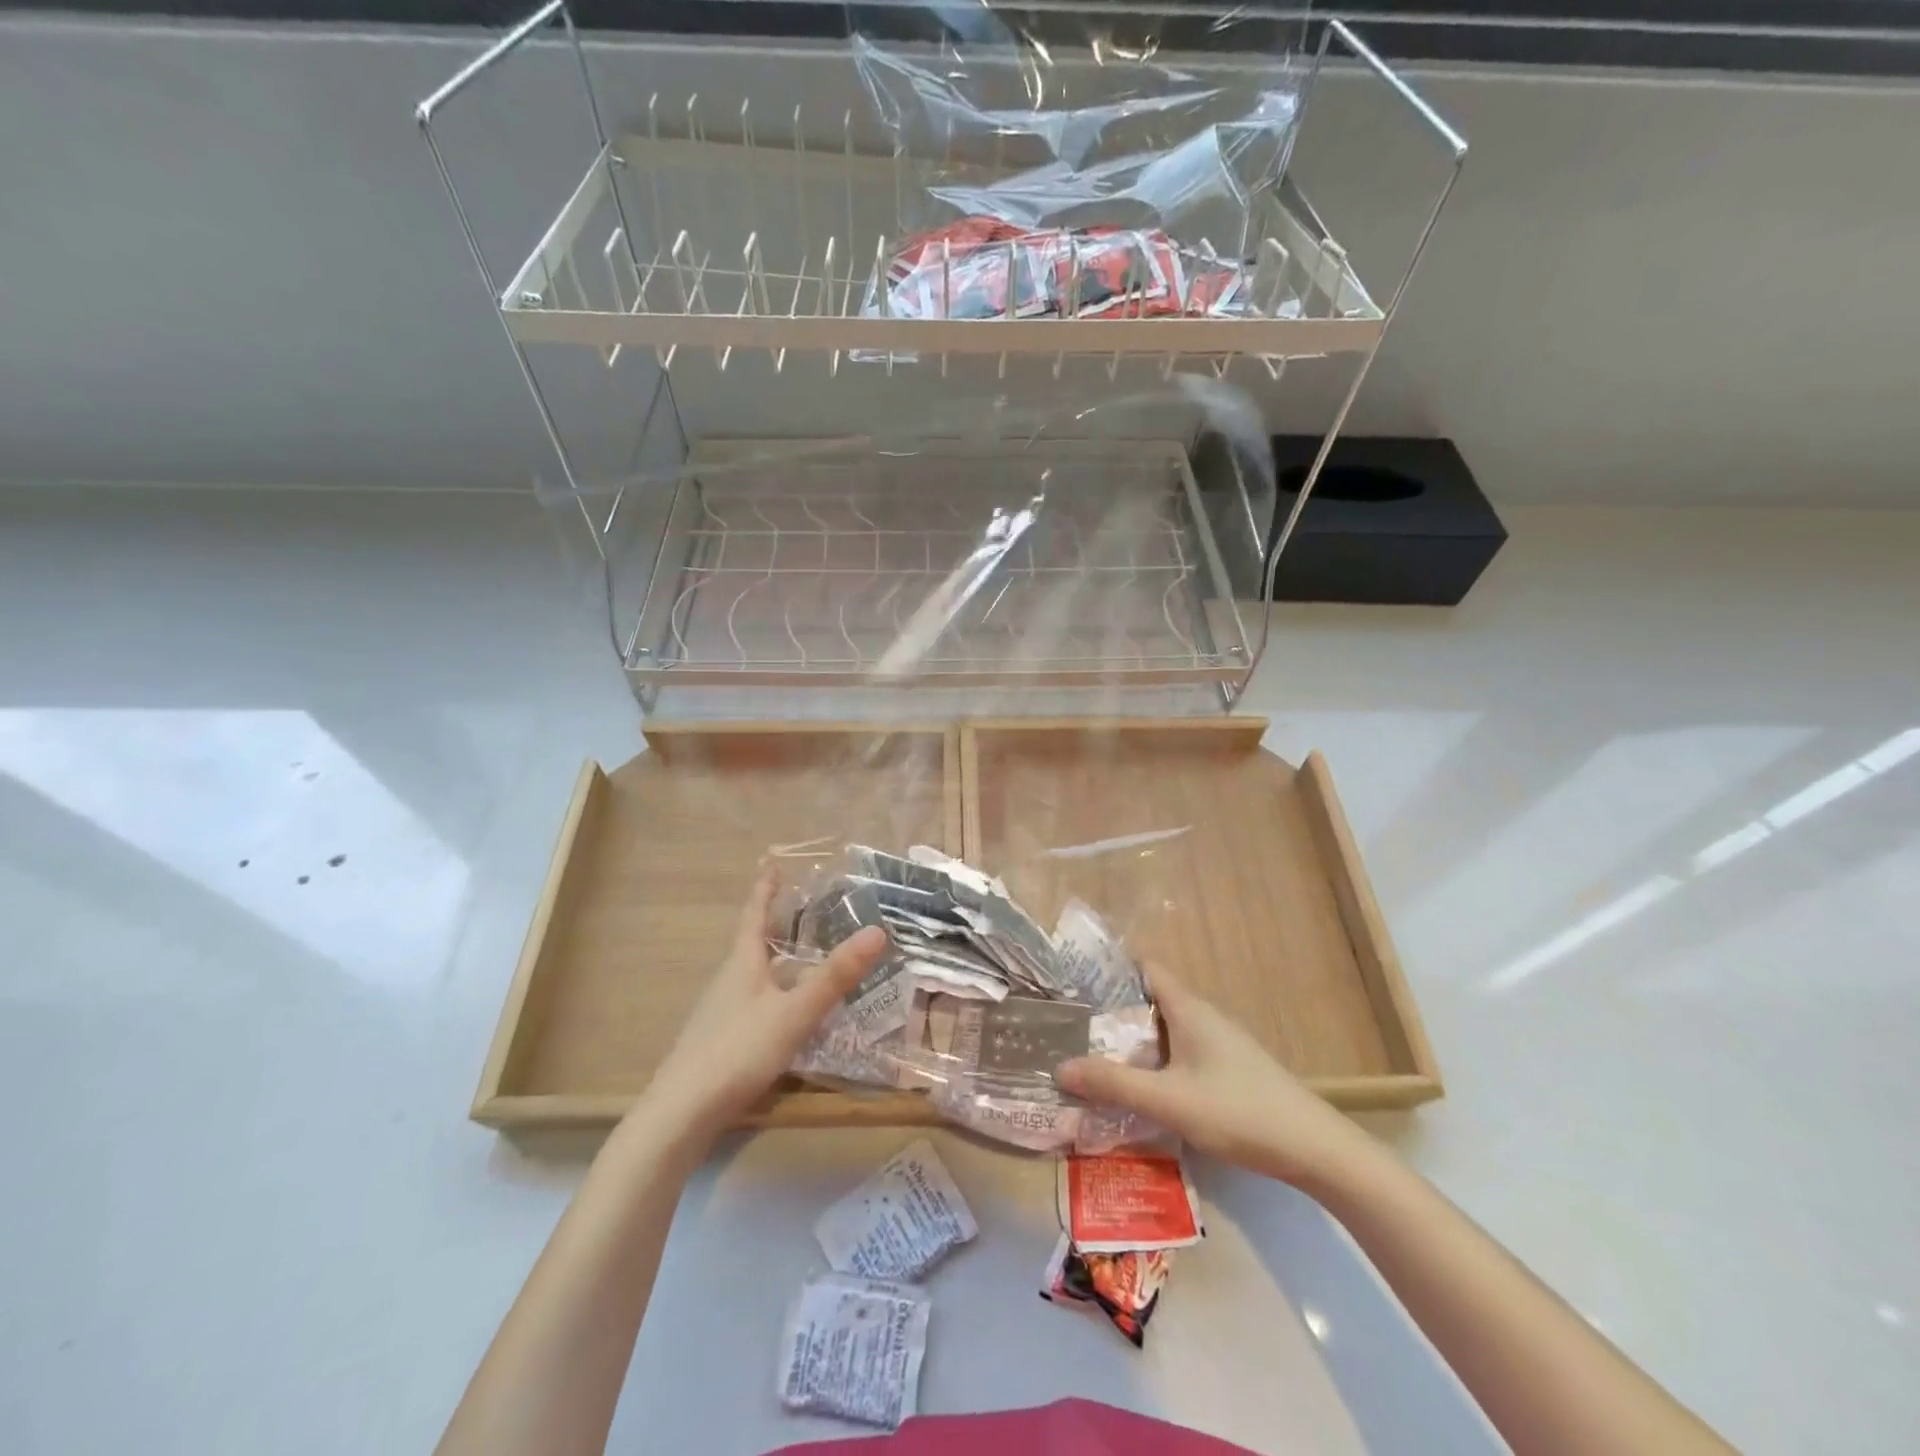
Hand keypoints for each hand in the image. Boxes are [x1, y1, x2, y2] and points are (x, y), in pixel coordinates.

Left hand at [640, 863, 886, 1141]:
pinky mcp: (719, 1041)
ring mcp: (720, 1012)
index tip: (770, 861)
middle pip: (751, 942)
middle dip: (773, 921)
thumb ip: (836, 976)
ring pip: (751, 973)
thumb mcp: (795, 1012)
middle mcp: (728, 980)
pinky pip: (751, 1001)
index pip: (754, 914)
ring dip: (773, 957)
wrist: (681, 1114)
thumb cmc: (738, 1051)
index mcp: (742, 964)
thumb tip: (878, 931)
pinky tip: (784, 1010)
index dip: (765, 888)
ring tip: (798, 953)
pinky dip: (772, 991)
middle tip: (798, 904)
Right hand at [1057, 962, 1366, 1186]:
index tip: (1076, 983)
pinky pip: (1183, 1052)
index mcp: (1189, 1009)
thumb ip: (1114, 1084)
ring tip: (1097, 1057)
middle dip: (1114, 1012)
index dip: (1112, 970)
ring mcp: (1220, 1043)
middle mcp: (1204, 1017)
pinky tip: (1144, 1088)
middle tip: (1076, 1028)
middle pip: (1152, 1000)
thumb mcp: (1168, 1100)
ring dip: (1135, 1040)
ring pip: (1167, 1030)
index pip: (1146, 969)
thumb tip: (1061, 1067)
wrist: (1314, 1147)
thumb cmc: (1237, 1111)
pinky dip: (1158, 1060)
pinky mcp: (1231, 1069)